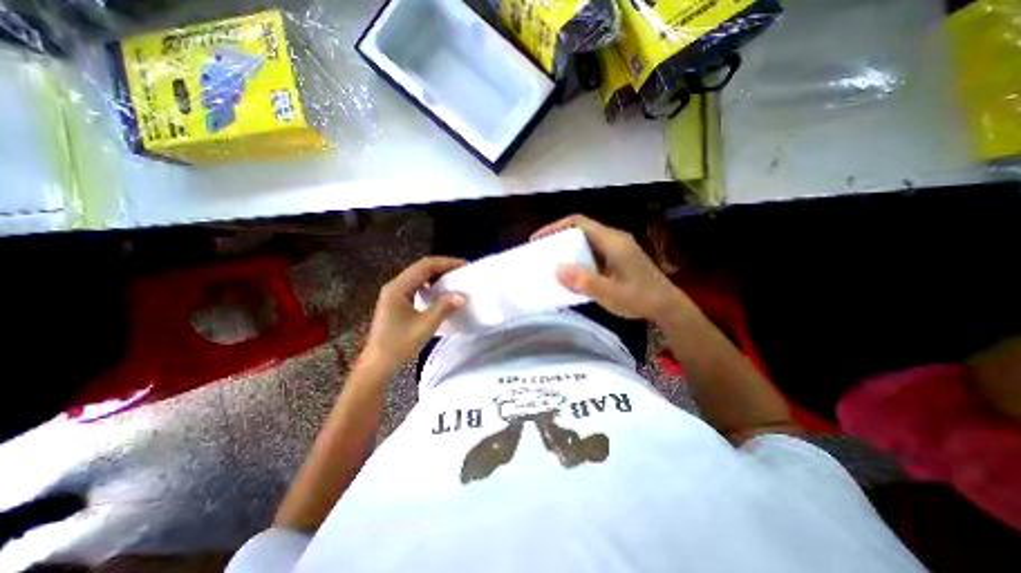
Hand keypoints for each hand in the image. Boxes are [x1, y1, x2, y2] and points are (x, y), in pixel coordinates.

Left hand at [360, 258, 466, 373]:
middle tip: (462, 271)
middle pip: (421, 268)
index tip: (464, 265)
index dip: (446, 262)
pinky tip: (438, 292)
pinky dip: (429, 285)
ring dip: (436, 275)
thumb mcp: (425, 325)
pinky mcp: (395, 302)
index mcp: (398, 288)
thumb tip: (462, 296)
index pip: (425, 266)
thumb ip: (444, 307)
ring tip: (453, 279)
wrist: (378, 364)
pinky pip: (415, 286)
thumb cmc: (399, 344)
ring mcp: (393, 293)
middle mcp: (394, 286)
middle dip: (443, 267)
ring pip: (418, 276)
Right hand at [536, 216, 684, 322]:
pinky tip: (572, 275)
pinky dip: (578, 260)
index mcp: (612, 241)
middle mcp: (614, 240)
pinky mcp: (617, 260)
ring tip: (552, 264)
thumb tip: (556, 269)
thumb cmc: (640, 298)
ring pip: (586, 243)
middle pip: (581, 231)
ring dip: (568, 251)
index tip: (538, 239)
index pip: (578, 222)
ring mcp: (617, 249)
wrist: (667, 307)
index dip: (556, 227)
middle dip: (559, 239)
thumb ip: (584, 281)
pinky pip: (592, 254)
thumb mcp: (610, 293)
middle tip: (542, 253)